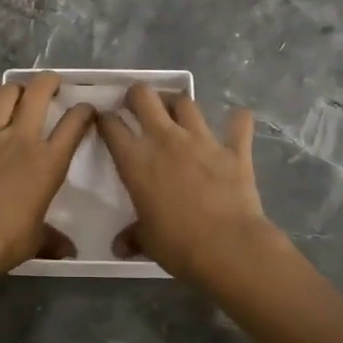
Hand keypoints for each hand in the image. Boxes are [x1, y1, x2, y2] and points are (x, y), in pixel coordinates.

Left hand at [0, 74, 94, 316]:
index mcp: (47, 162)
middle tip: (51, 83)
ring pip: (0, 98)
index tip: (86, 110)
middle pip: (37, 95)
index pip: (73, 125)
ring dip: (10, 90)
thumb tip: (69, 252)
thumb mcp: (36, 242)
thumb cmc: (5, 243)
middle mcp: (18, 141)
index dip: (83, 112)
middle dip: (47, 82)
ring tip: (14, 91)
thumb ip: (52, 239)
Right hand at [96, 85, 279, 284]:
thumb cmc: (178, 244)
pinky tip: (237, 119)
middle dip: (137, 94)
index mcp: (136, 160)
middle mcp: (165, 139)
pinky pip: (238, 124)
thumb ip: (133, 236)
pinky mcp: (233, 150)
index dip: (104, 119)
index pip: (112, 126)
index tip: (104, 120)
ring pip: (186, 103)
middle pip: (145, 97)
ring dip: (178, 104)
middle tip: (136, 104)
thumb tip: (119, 247)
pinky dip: (237, 120)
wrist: (229, 248)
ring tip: (176, 112)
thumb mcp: (147, 241)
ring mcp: (202, 140)